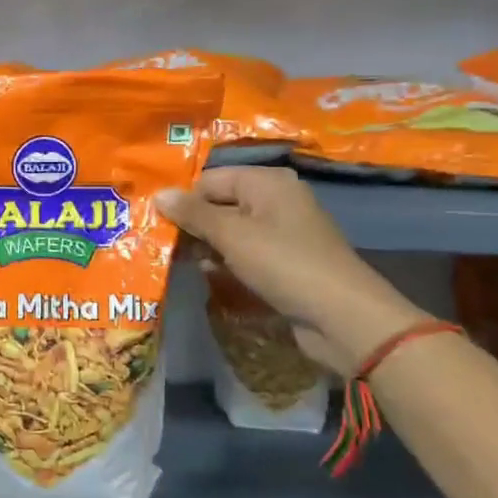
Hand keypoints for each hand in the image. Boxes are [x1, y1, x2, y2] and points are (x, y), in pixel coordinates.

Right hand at [155, 167, 425, 374]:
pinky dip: (227, 263)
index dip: (183, 200)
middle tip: (162, 247)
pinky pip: (245, 254)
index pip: (209, 179)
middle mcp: (275, 200)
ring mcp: (281, 233)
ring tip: (182, 264)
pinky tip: (212, 277)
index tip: (156, 224)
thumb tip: (158, 194)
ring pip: (229, 232)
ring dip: (207, 248)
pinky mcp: (284, 262)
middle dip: (192, 226)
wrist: (341, 317)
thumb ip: (193, 214)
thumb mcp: (232, 235)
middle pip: (219, 204)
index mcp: (267, 182)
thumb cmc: (284, 264)